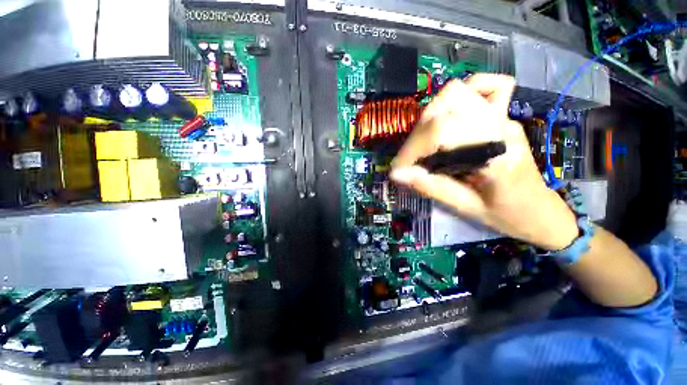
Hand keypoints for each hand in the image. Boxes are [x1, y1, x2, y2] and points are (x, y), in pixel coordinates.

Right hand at [390, 74, 577, 250]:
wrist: (538, 210)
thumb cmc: (504, 213)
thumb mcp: (464, 206)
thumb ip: (430, 187)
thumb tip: (397, 174)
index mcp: (497, 155)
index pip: (444, 133)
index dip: (413, 148)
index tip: (398, 168)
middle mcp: (501, 127)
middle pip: (446, 108)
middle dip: (418, 135)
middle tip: (410, 159)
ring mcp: (504, 117)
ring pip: (458, 93)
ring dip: (430, 116)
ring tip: (423, 142)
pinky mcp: (502, 115)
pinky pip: (487, 86)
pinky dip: (464, 91)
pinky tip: (450, 111)